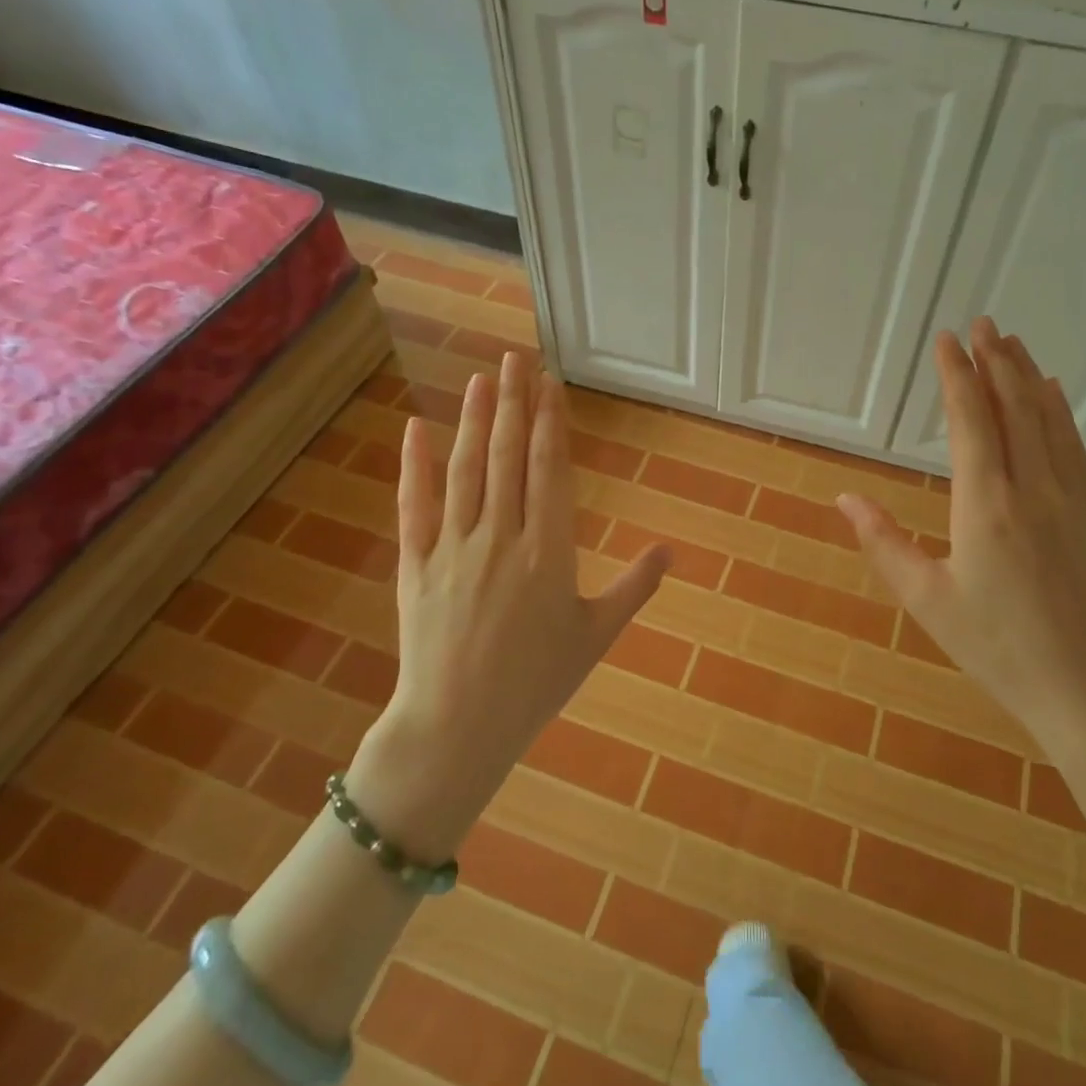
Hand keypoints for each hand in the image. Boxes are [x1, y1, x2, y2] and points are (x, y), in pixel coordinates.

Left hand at [346, 352, 669, 858]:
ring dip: (475, 420)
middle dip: (515, 403)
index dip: (550, 422)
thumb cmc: (536, 684)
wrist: (458, 727)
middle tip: (516, 358)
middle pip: (507, 456)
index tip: (549, 384)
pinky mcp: (417, 564)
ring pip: (466, 470)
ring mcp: (454, 547)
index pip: (549, 470)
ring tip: (482, 378)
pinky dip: (415, 465)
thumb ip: (633, 588)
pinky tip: (418, 428)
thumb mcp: (594, 636)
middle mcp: (502, 536)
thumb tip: (670, 550)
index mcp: (548, 551)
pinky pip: (414, 506)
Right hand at [836, 319, 1085, 740]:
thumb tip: (845, 500)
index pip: (970, 423)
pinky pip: (1074, 448)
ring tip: (1013, 342)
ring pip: (1047, 422)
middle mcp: (1031, 490)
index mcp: (985, 507)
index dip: (957, 377)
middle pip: (1013, 409)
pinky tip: (1055, 394)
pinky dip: (1060, 412)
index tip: (946, 340)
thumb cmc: (999, 649)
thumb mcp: (927, 601)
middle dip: (994, 361)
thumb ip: (884, 544)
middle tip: (981, 322)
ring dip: (1027, 377)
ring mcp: (1068, 501)